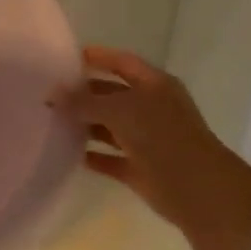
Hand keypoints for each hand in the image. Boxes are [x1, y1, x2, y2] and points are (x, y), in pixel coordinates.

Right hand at [68, 47, 250, 249]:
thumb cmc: (163, 138)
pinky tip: (67, 153)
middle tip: (49, 92)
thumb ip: (84, 101)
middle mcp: (152, 108)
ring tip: (51, 121)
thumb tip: (53, 93)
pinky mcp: (142, 169)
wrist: (201, 193)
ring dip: (85, 125)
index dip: (97, 57)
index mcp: (155, 86)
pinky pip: (111, 158)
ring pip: (110, 127)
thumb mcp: (120, 111)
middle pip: (113, 94)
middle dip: (84, 93)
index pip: (122, 62)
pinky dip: (92, 156)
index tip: (64, 58)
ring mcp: (148, 140)